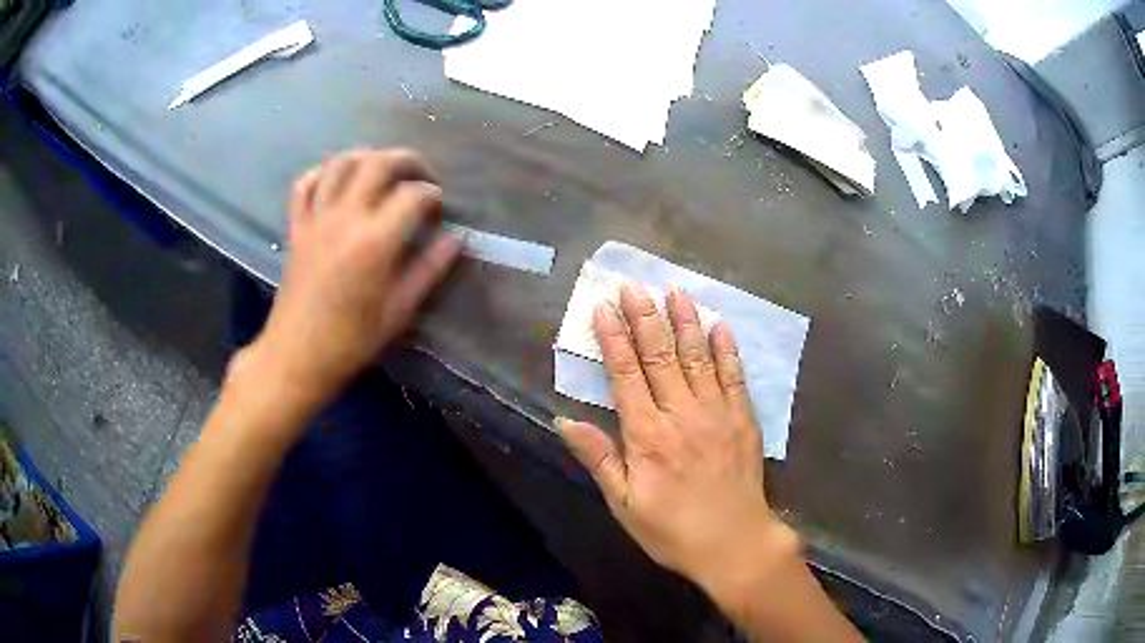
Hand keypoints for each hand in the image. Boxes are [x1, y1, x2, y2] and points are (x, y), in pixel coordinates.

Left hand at [241, 149, 460, 413]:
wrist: (297, 356)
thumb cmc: (351, 341)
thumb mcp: (399, 312)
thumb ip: (429, 270)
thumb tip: (456, 239)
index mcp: (374, 241)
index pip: (412, 195)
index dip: (432, 196)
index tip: (439, 210)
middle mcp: (345, 218)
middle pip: (378, 163)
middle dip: (407, 161)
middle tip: (422, 176)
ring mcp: (316, 219)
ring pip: (341, 163)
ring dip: (367, 156)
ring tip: (383, 169)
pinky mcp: (297, 227)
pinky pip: (305, 184)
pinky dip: (323, 172)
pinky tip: (337, 179)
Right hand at [558, 283, 795, 603]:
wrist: (733, 543)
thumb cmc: (672, 529)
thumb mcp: (624, 505)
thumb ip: (598, 459)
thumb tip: (565, 421)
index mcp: (648, 436)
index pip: (626, 375)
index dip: (613, 339)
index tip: (603, 308)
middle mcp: (682, 415)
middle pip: (660, 356)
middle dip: (644, 317)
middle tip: (632, 285)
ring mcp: (717, 413)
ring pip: (697, 357)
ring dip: (684, 321)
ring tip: (673, 291)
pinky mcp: (743, 418)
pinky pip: (734, 375)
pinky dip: (726, 348)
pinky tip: (718, 325)